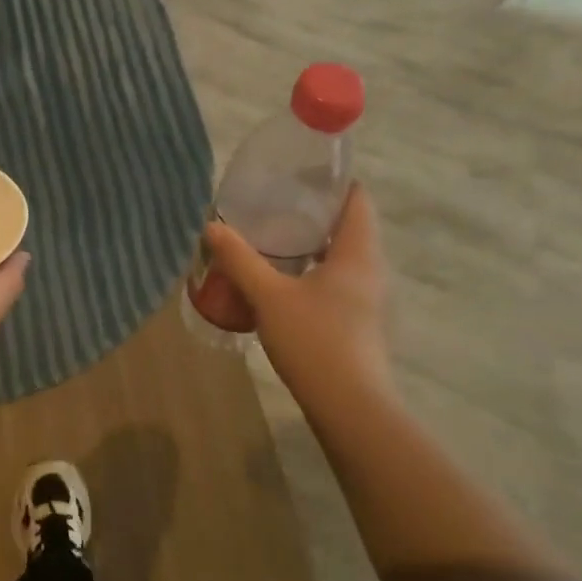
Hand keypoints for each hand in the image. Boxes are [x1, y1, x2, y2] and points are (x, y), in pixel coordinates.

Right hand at [203, 184, 396, 431]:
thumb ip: (240, 259)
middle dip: (312, 214)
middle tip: (272, 205)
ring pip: (340, 258)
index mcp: (357, 252)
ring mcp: (367, 299)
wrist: (349, 407)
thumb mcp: (269, 296)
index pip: (357, 199)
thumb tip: (211, 226)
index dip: (333, 182)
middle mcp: (370, 270)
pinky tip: (280, 282)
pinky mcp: (357, 322)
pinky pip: (335, 283)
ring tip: (269, 239)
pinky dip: (311, 273)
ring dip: (310, 246)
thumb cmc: (315, 340)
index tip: (298, 173)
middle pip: (347, 227)